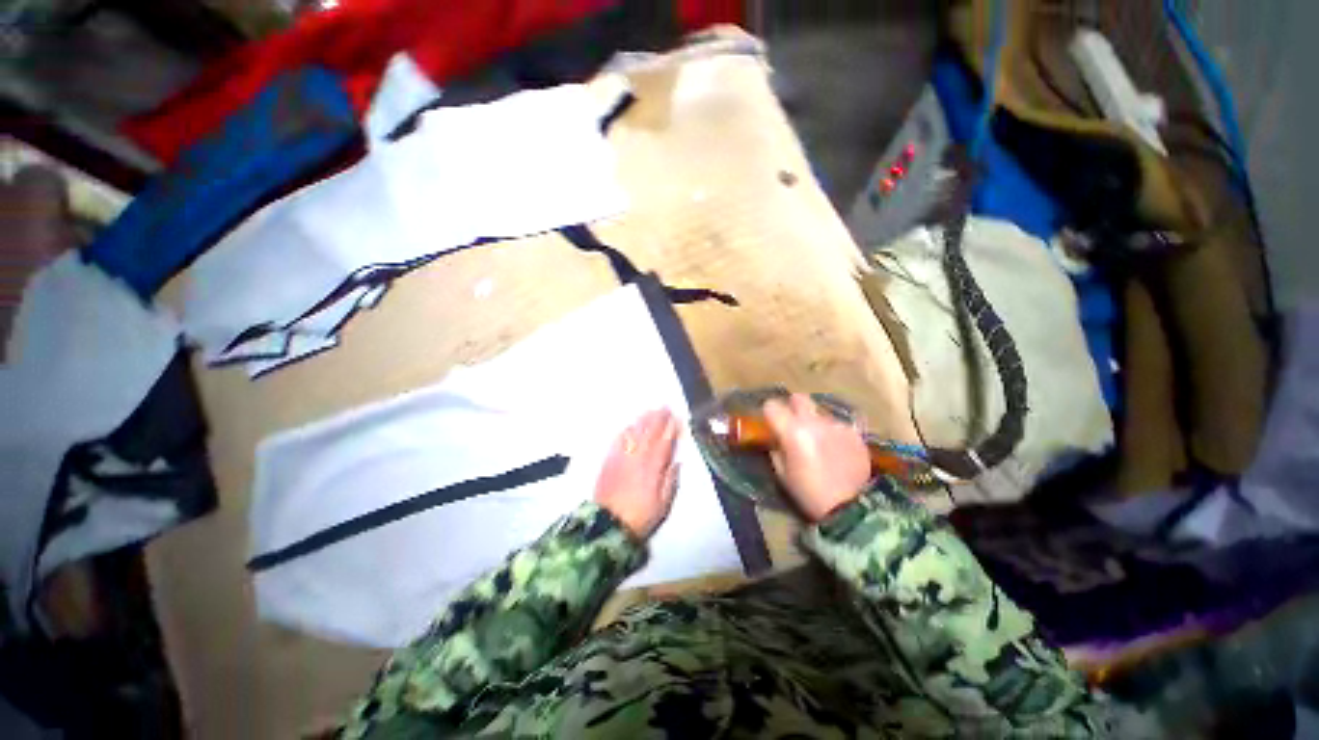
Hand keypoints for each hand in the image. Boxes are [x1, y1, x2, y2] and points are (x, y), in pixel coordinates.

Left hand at [594, 409, 679, 538]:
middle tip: (664, 407)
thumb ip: (670, 481)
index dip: (671, 429)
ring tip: (650, 410)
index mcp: (653, 469)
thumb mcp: (663, 505)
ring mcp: (622, 458)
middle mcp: (638, 459)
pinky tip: (629, 425)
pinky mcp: (609, 461)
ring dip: (643, 421)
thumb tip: (677, 462)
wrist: (608, 525)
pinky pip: (618, 442)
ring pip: (634, 434)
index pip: (664, 443)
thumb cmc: (640, 516)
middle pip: (650, 434)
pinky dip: (624, 432)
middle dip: (658, 419)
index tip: (676, 418)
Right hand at [763, 394, 870, 520]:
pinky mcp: (855, 434)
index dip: (770, 413)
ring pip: (820, 413)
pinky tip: (836, 451)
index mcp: (792, 431)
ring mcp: (837, 426)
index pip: (772, 405)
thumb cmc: (809, 494)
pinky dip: (833, 434)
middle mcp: (815, 422)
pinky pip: (838, 426)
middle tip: (793, 423)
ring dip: (815, 422)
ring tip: (819, 442)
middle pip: (799, 398)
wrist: (852, 509)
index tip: (771, 423)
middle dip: (793, 407)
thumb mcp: (783, 474)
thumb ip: (776, 450)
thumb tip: (776, 439)